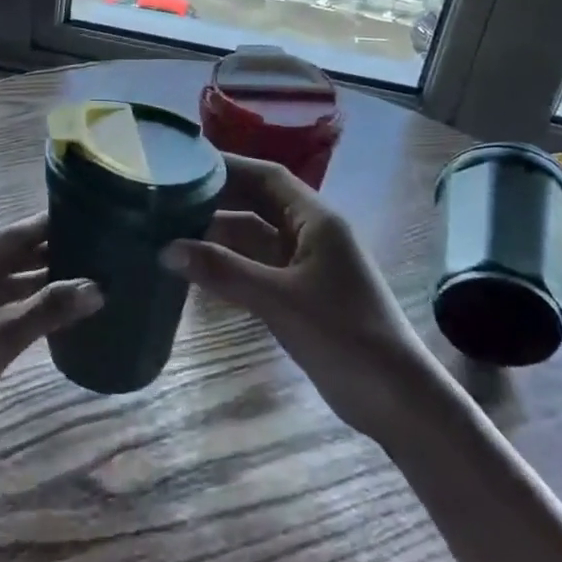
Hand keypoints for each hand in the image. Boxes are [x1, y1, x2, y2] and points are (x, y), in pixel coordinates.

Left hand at [0, 214, 102, 431]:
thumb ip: (48, 310)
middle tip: (98, 250)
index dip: (49, 226)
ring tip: (88, 277)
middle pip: (10, 259)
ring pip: (7, 286)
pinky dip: (27, 308)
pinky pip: (0, 309)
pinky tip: (58, 312)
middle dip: (51, 256)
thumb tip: (98, 287)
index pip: (10, 235)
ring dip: (42, 284)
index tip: (88, 217)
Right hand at [163, 154, 428, 430]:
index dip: (227, 166)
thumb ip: (223, 271)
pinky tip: (196, 268)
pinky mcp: (299, 294)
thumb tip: (166, 249)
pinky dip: (227, 263)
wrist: (395, 400)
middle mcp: (310, 234)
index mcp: (316, 220)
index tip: (185, 162)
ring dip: (218, 233)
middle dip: (217, 197)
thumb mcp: (279, 300)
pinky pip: (256, 266)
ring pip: (254, 237)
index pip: (266, 176)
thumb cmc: (344, 336)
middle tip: (167, 195)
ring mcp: (305, 265)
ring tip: (170, 228)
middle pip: (258, 202)